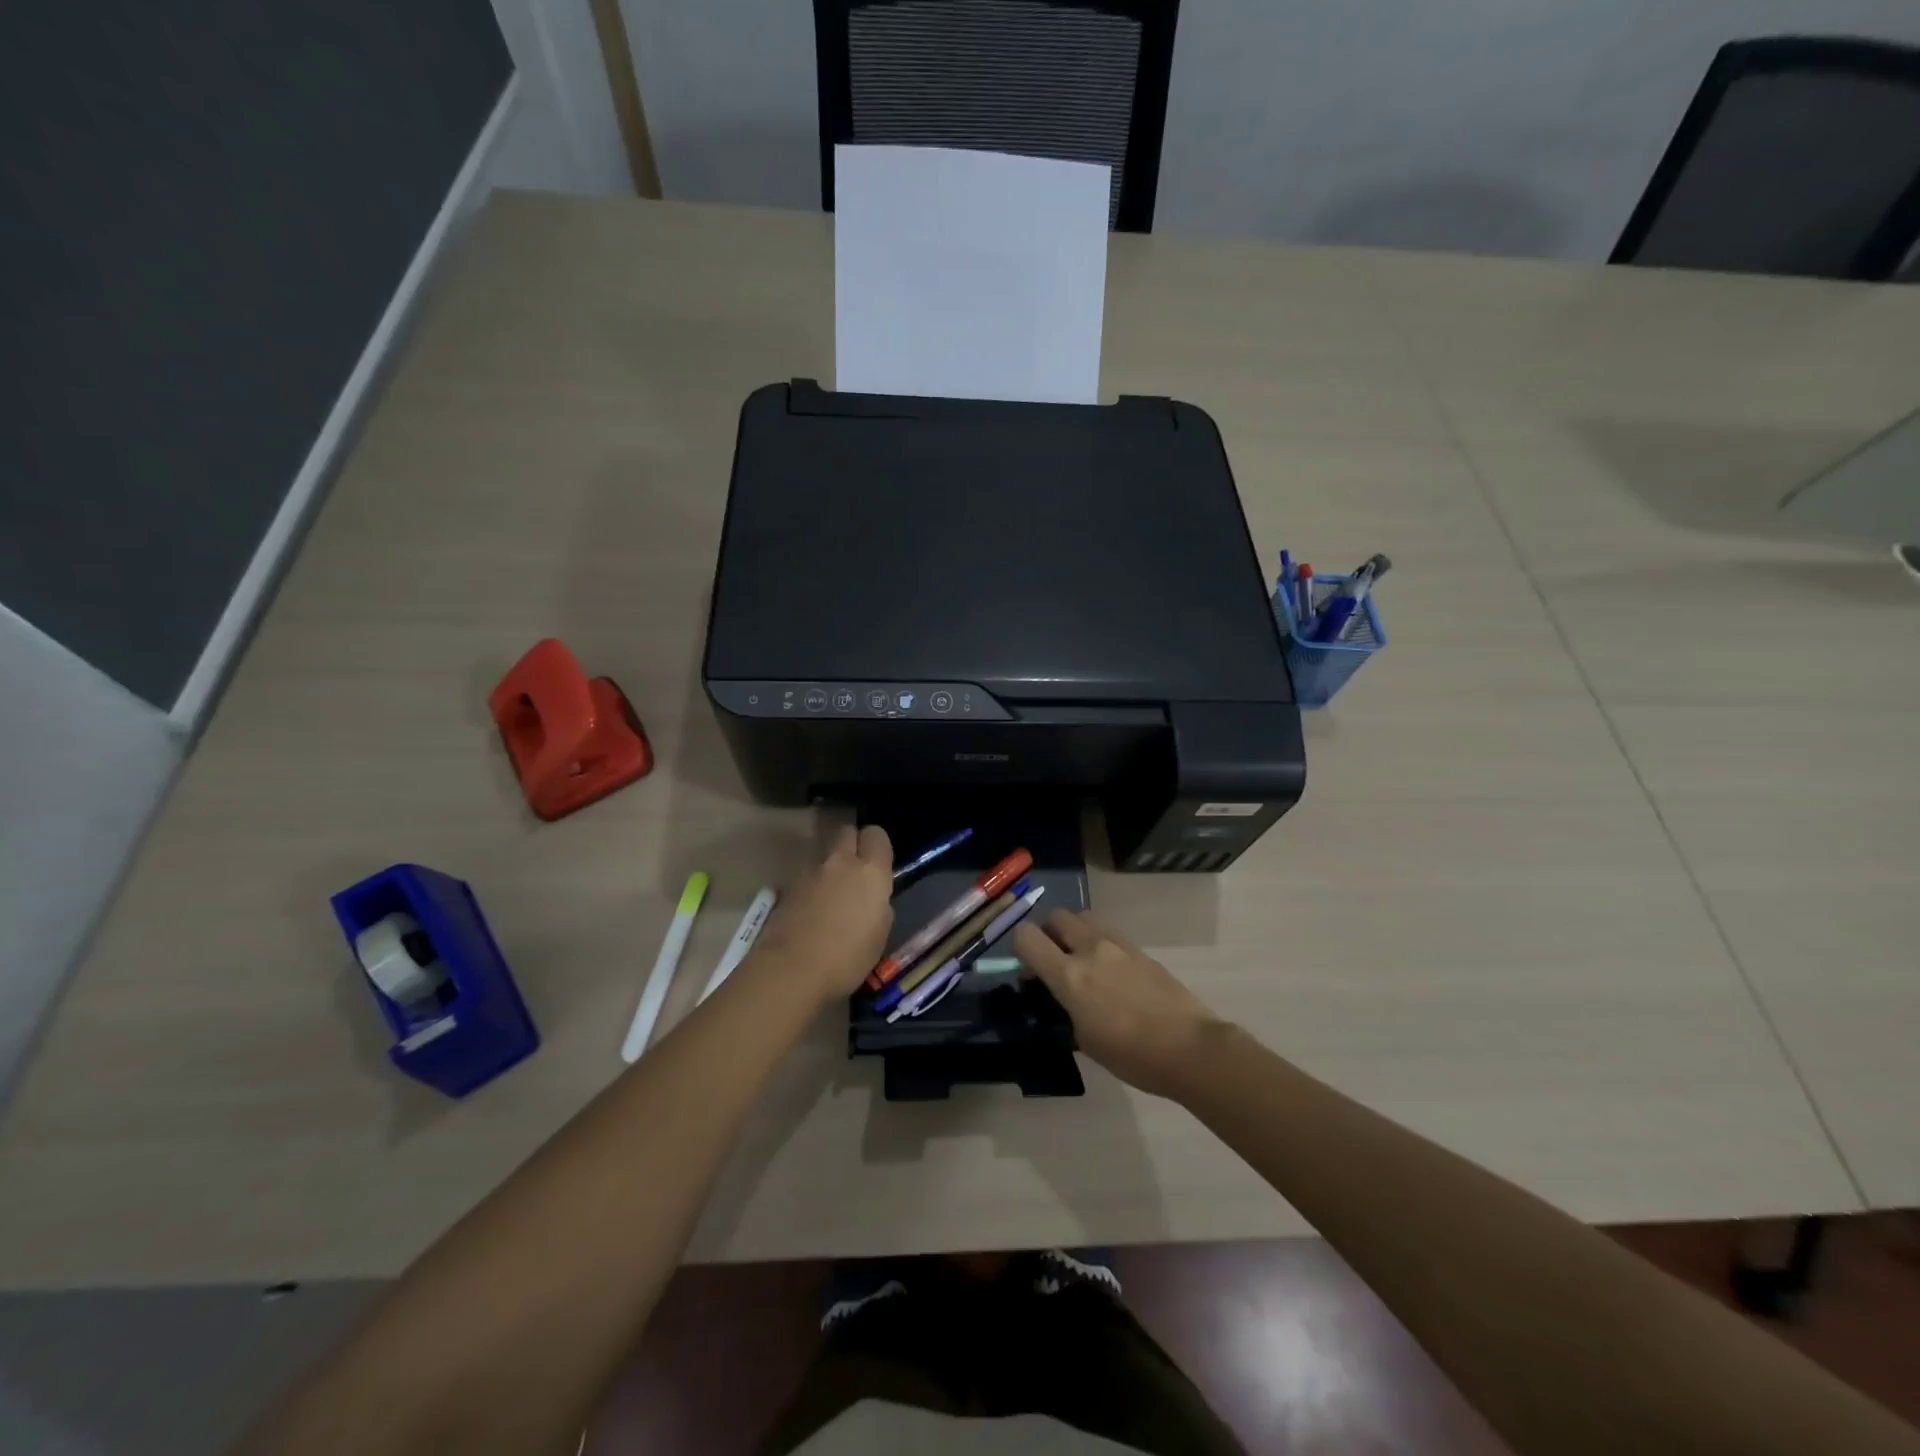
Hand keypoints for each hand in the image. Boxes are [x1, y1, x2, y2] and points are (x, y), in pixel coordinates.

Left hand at [746, 826, 893, 1005]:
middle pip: (846, 832)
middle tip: (855, 871)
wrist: (791, 970)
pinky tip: (812, 911)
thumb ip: (879, 904)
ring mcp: (810, 872)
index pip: (876, 834)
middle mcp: (840, 862)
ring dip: (830, 866)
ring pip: (824, 854)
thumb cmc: (847, 958)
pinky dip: (812, 885)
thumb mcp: (879, 934)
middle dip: (852, 844)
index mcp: (870, 871)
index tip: (879, 865)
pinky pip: (807, 876)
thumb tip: (872, 897)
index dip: (877, 846)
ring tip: (831, 895)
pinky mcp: (787, 887)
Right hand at [1012, 910, 1226, 1098]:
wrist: (1190, 1048)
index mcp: (1069, 975)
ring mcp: (1118, 945)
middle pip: (1057, 917)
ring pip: (1084, 917)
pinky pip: (1109, 932)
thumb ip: (1066, 1008)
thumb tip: (1061, 996)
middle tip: (1055, 962)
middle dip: (1049, 933)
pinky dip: (1100, 942)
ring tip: (1083, 962)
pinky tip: (1111, 971)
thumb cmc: (1132, 1056)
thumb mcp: (1085, 1040)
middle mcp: (1090, 949)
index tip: (1030, 971)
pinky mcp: (1141, 949)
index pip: (1027, 937)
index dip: (1020, 948)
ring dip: (1075, 932)